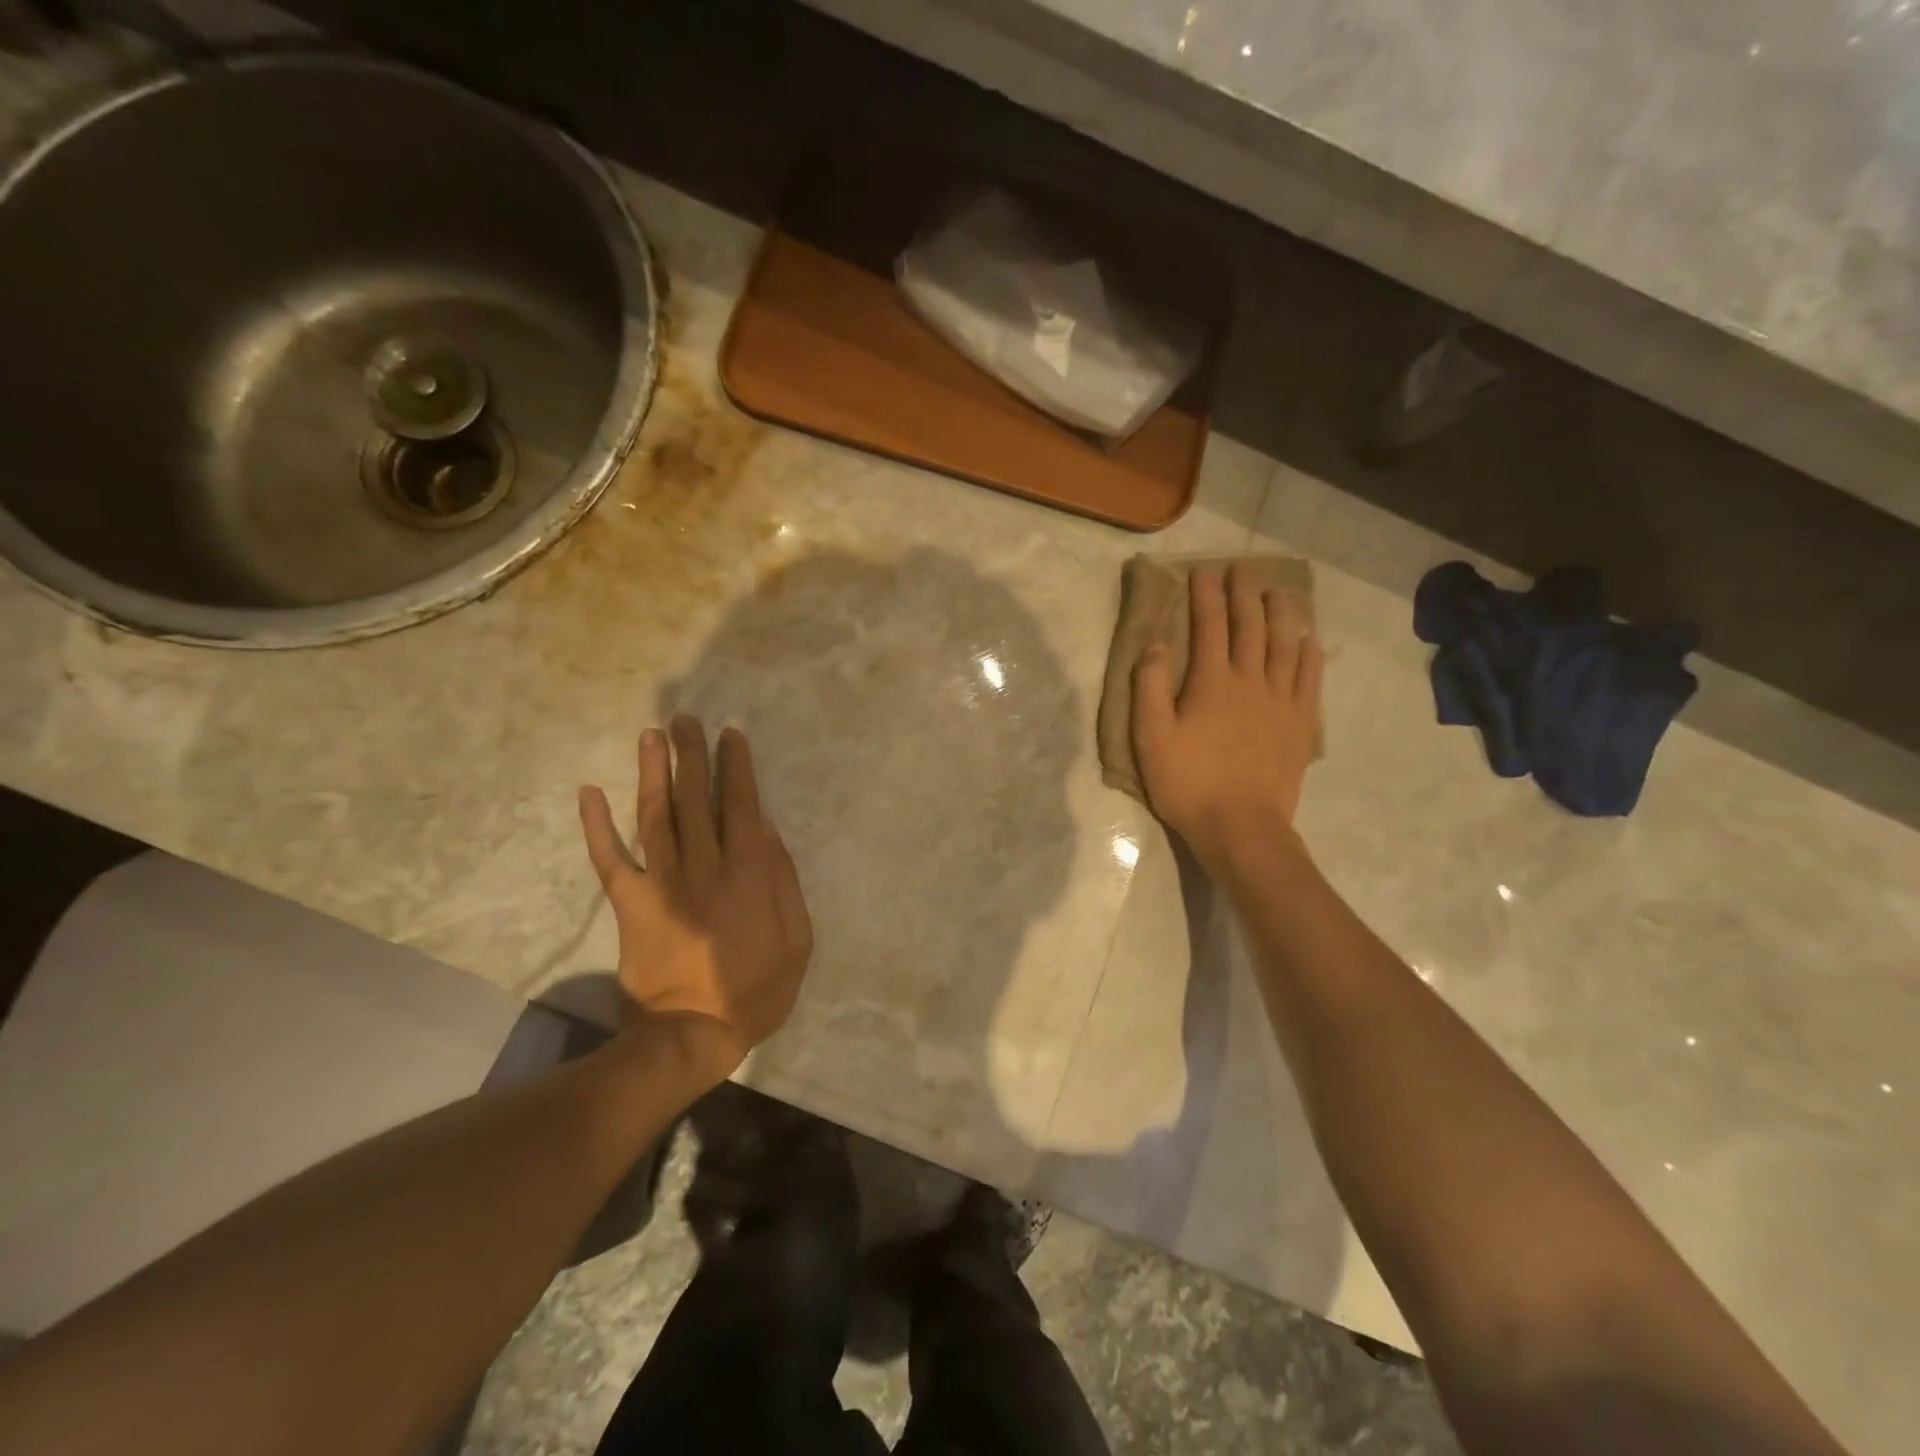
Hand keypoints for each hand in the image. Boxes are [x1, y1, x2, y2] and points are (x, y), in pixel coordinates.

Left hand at [578, 715, 812, 1085]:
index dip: (735, 767)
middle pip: (694, 800)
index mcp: (747, 874)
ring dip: (652, 773)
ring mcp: (662, 883)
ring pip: (655, 816)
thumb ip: (783, 879)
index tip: (730, 735)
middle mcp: (703, 867)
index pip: (740, 805)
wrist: (693, 1033)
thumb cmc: (756, 988)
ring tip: (650, 735)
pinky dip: (596, 825)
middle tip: (684, 719)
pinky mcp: (630, 904)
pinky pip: (609, 859)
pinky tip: (589, 792)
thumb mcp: (797, 937)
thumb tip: (763, 828)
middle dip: (691, 756)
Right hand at [1132, 565, 1323, 870]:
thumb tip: (1156, 643)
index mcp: (1212, 682)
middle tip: (1242, 570)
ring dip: (1281, 613)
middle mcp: (1251, 680)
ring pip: (1285, 644)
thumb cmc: (1189, 782)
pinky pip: (1309, 677)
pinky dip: (1309, 653)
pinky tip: (1309, 639)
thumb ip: (1149, 687)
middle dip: (1244, 594)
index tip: (1203, 572)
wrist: (1241, 827)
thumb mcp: (1151, 737)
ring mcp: (1282, 700)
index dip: (1205, 596)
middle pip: (1250, 627)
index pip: (1209, 627)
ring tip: (1278, 591)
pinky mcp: (1300, 723)